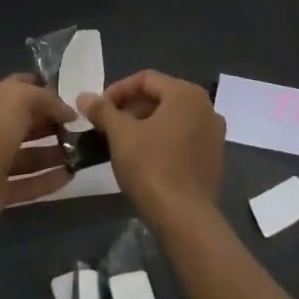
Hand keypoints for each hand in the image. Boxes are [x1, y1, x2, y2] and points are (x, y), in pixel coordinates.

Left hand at [0, 75, 77, 231]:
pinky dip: (47, 180)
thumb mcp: (19, 99)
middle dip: (50, 123)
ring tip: (79, 154)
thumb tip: (67, 111)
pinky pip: (27, 183)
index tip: (70, 97)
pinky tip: (70, 177)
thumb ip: (45, 98)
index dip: (43, 89)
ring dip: (53, 153)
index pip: (18, 87)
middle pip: (24, 122)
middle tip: (78, 128)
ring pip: (27, 154)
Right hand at [77, 70, 223, 231]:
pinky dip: (163, 139)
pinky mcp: (214, 158)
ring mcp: (214, 133)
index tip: (98, 108)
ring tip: (123, 141)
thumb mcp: (121, 135)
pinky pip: (184, 136)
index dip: (117, 90)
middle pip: (161, 96)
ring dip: (146, 123)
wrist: (185, 218)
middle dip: (131, 108)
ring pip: (172, 117)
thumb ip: (103, 110)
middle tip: (108, 125)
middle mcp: (206, 107)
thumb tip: (83, 96)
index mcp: (186, 93)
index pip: (145, 79)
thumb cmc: (151, 166)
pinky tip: (145, 157)